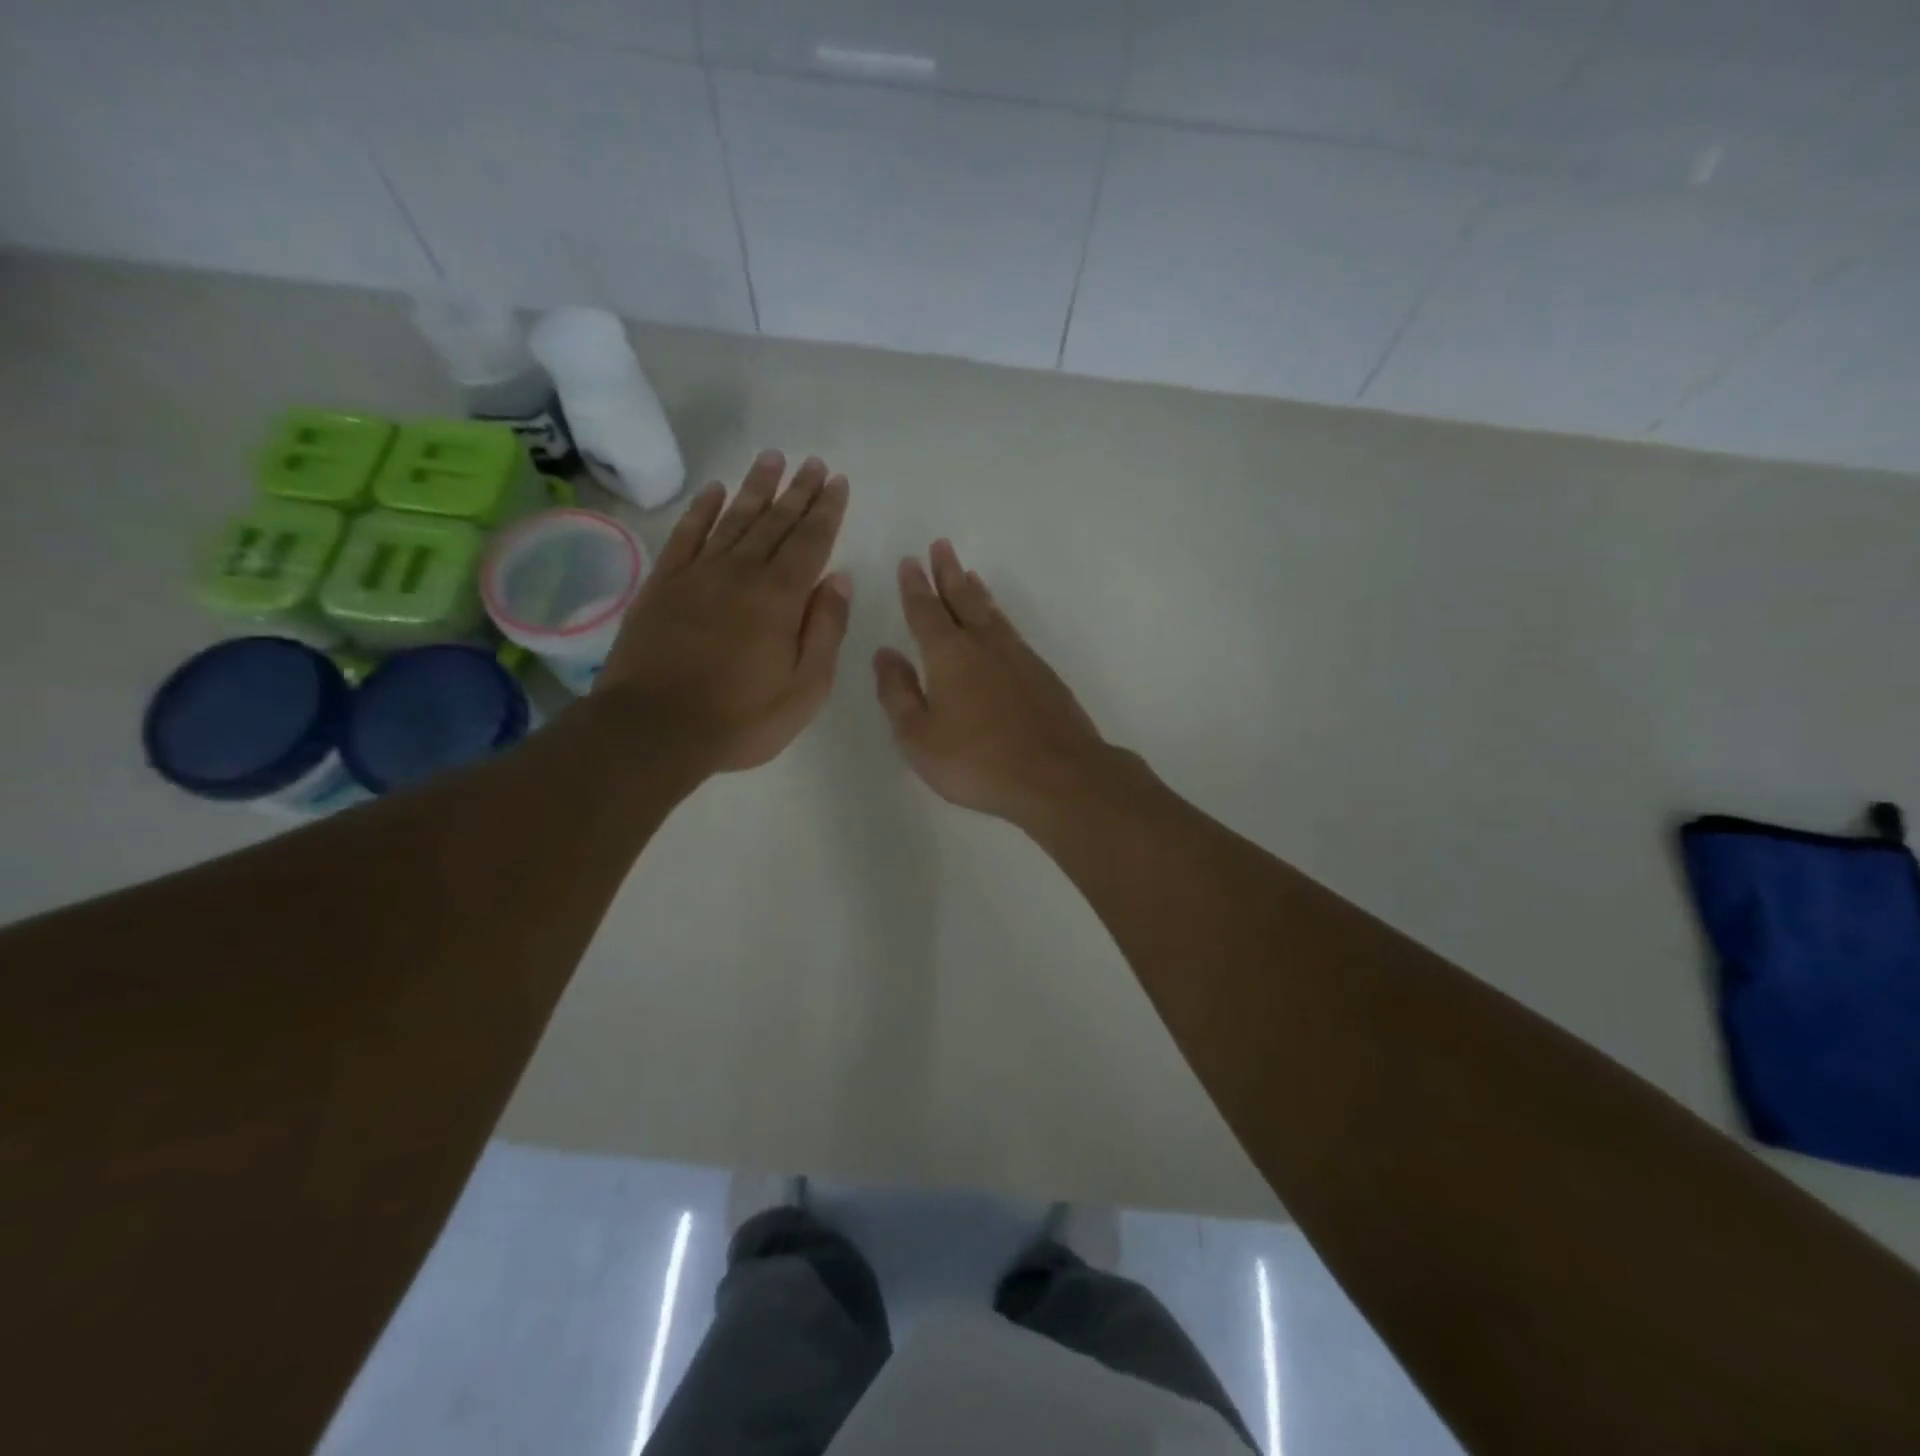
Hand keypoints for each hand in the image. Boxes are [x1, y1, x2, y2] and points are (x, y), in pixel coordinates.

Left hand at [598, 450, 850, 773]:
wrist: (654, 729)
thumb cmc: (741, 718)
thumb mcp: (805, 689)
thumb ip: (825, 631)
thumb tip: (839, 579)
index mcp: (780, 598)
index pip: (811, 542)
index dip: (826, 510)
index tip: (837, 481)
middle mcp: (741, 573)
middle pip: (775, 522)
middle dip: (797, 491)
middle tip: (812, 462)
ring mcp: (698, 574)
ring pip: (733, 519)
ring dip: (755, 488)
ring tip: (772, 458)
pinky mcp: (663, 584)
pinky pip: (686, 535)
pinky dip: (701, 509)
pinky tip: (714, 490)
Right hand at [873, 540, 1115, 826]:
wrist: (1058, 776)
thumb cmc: (978, 761)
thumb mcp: (919, 737)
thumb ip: (897, 694)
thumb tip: (885, 654)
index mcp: (949, 656)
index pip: (925, 612)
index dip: (915, 587)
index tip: (909, 562)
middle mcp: (984, 645)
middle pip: (962, 600)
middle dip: (948, 573)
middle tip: (941, 546)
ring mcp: (1019, 657)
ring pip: (992, 613)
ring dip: (976, 591)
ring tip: (969, 574)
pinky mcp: (1043, 674)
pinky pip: (1013, 631)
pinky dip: (1000, 616)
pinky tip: (1000, 624)